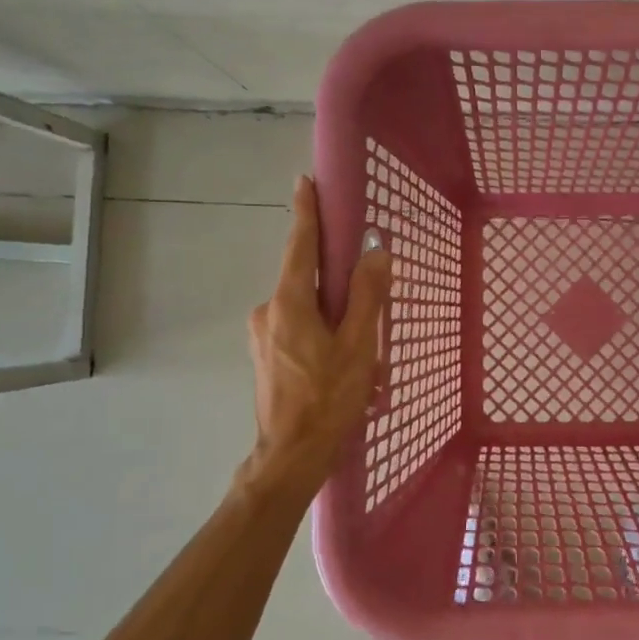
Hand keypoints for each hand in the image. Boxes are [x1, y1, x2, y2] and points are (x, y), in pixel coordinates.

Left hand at [245, 176, 390, 489]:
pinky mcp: (266, 356)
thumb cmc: (327, 399)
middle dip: (336, 282)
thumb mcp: (358, 346)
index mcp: (288, 303)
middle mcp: (268, 311)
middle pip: (306, 279)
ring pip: (305, 308)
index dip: (306, 213)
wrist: (290, 457)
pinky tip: (343, 364)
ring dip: (334, 317)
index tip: (305, 182)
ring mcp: (263, 336)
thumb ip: (367, 296)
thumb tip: (375, 252)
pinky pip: (299, 329)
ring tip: (363, 352)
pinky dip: (323, 334)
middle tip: (367, 303)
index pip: (299, 246)